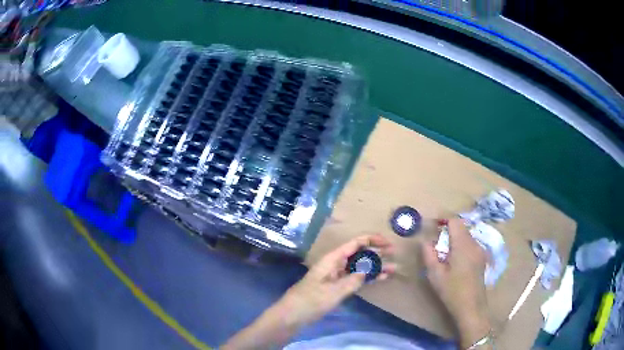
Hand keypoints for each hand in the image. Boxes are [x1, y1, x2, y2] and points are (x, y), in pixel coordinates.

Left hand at [281, 234, 395, 325]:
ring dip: (376, 267)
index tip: (389, 244)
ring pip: (360, 266)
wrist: (293, 315)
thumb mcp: (334, 291)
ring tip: (394, 268)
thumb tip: (370, 270)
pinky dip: (368, 277)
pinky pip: (356, 278)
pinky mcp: (338, 286)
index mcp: (333, 258)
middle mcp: (336, 264)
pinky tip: (381, 278)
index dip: (373, 240)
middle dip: (377, 253)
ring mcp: (337, 275)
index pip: (355, 243)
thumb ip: (354, 280)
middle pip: (360, 253)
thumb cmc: (310, 300)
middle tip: (395, 255)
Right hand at [421, 219, 490, 347]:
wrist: (471, 307)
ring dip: (455, 237)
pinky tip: (454, 260)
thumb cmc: (452, 291)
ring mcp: (480, 251)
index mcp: (463, 245)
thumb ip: (429, 254)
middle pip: (462, 227)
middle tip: (435, 239)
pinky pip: (471, 244)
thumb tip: (425, 241)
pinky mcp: (482, 258)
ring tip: (443, 251)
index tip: (432, 223)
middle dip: (448, 229)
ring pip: (467, 235)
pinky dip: (461, 244)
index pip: (455, 221)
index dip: (443, 218)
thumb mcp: (435, 274)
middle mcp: (474, 244)